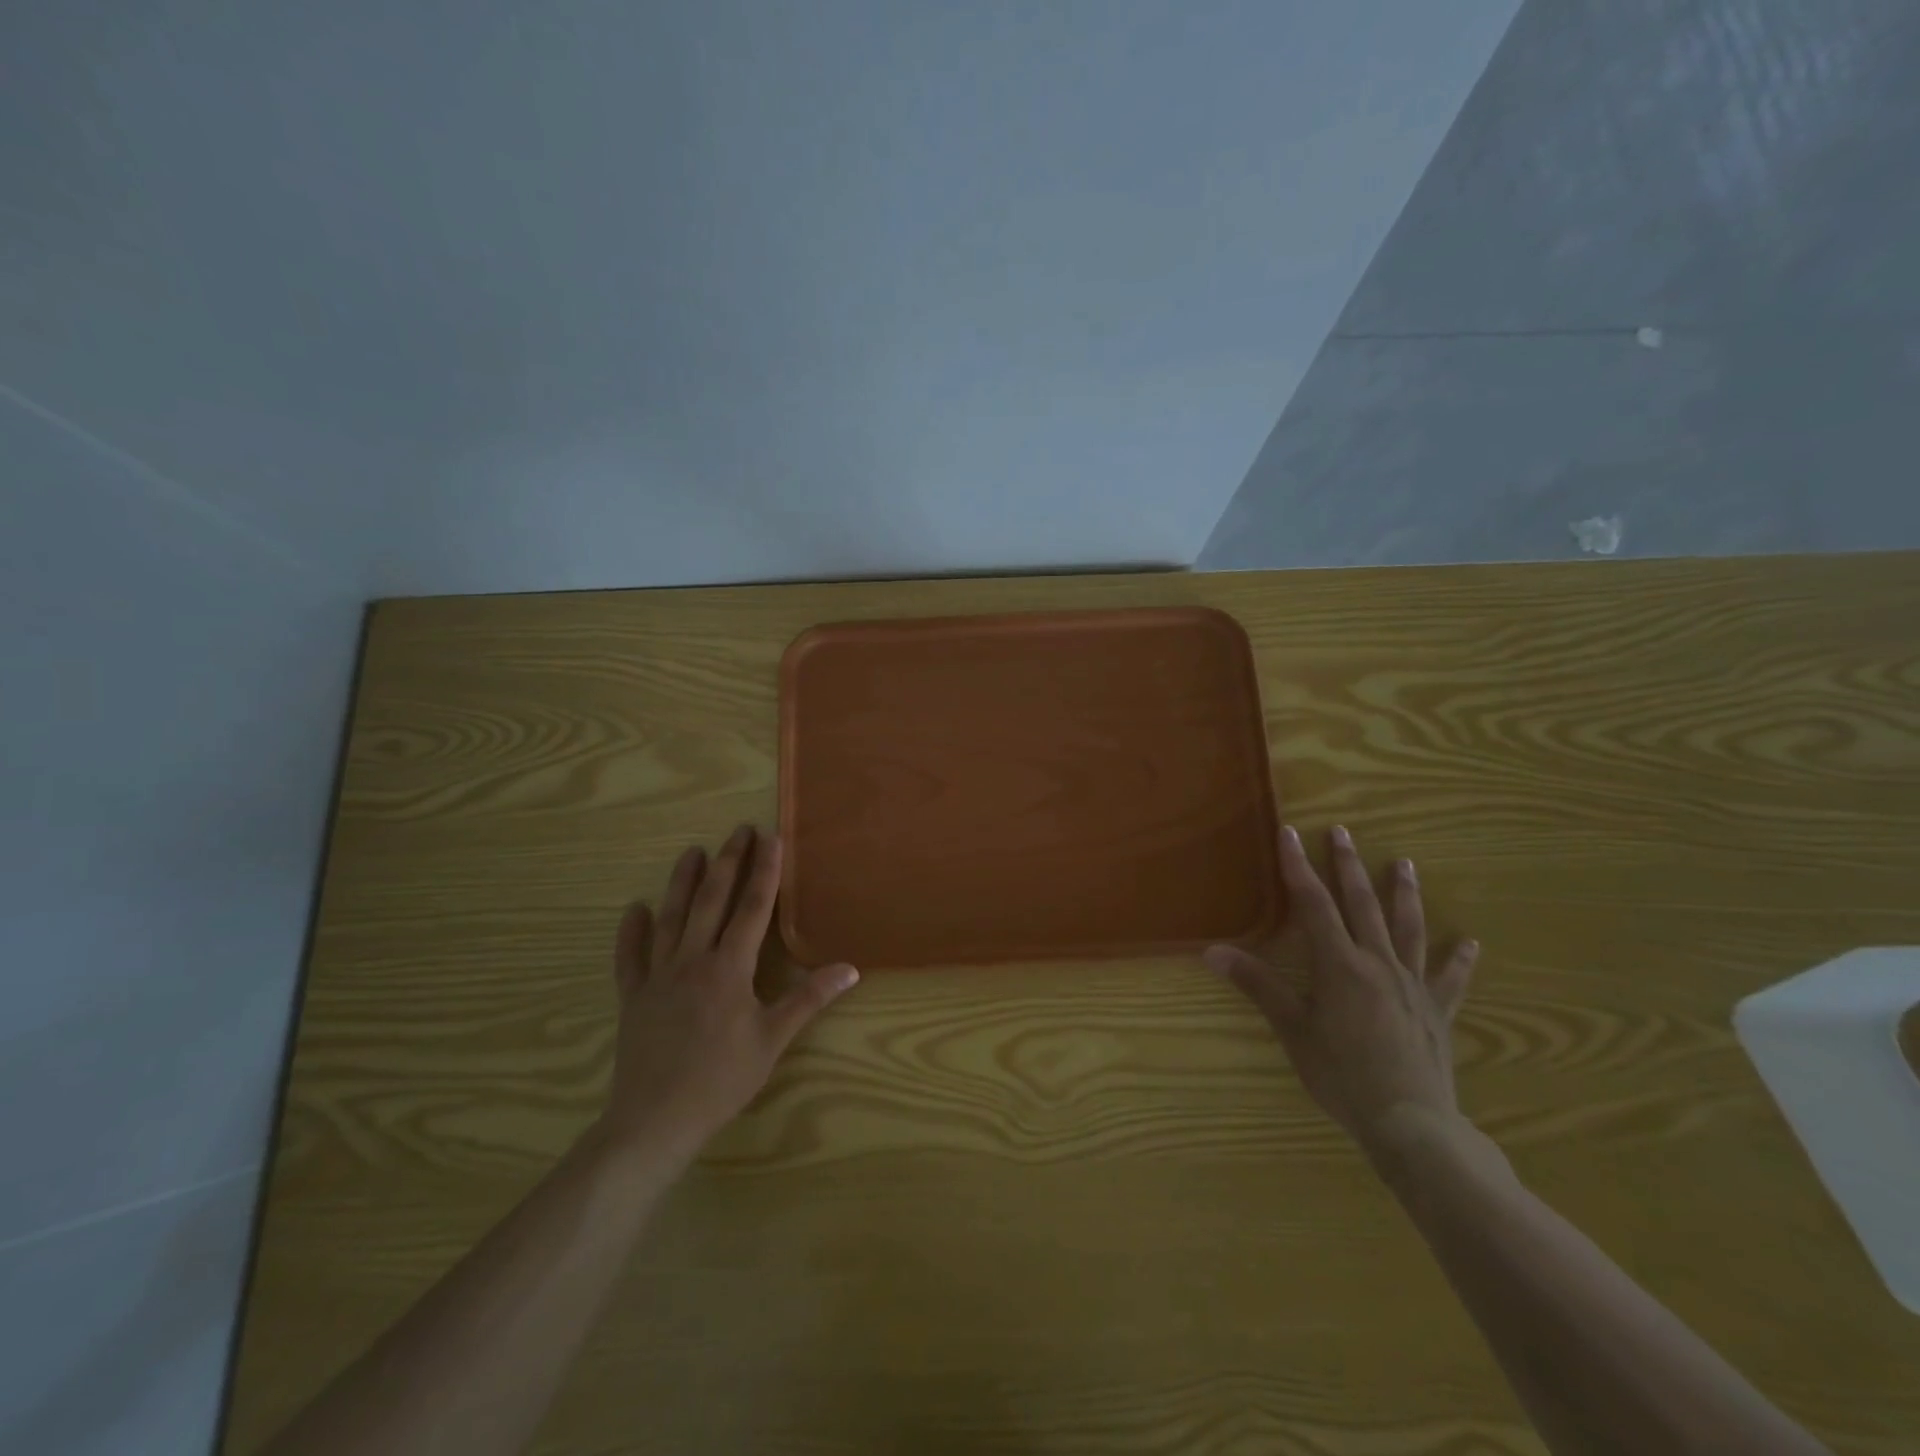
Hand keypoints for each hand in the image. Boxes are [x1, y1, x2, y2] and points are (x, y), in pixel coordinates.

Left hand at [599, 825, 858, 1162]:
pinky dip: (631, 932)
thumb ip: (809, 999)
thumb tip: (850, 968)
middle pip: (711, 901)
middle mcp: (693, 960)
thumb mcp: (772, 1040)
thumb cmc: (721, 1080)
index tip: (770, 838)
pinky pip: (630, 957)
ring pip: (671, 918)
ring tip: (692, 852)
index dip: (764, 871)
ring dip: (682, 882)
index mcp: (729, 968)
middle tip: (738, 830)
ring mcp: (658, 976)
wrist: (655, 1121)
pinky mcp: (633, 997)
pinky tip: (633, 910)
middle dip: (728, 863)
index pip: (752, 908)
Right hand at [1204, 824, 1478, 1163]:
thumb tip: (1212, 951)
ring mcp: (1412, 985)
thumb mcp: (1292, 1029)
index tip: (1290, 833)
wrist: (1410, 1123)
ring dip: (1403, 894)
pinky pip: (1450, 978)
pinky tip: (1470, 942)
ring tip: (1404, 863)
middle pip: (1362, 904)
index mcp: (1339, 964)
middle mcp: (1378, 963)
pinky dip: (1459, 959)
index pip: (1314, 904)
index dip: (1298, 867)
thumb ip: (1257, 985)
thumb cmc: (1341, 1075)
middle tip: (1343, 832)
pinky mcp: (1437, 1011)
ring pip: (1408, 929)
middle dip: (1348, 866)